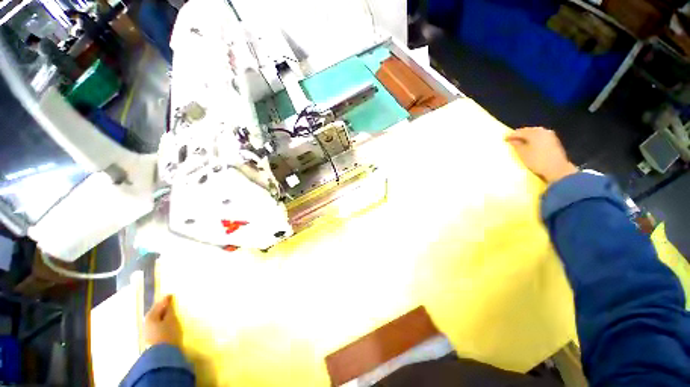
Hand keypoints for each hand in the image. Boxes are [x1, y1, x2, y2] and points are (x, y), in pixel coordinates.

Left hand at [144, 295, 181, 347]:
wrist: (161, 354)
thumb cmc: (167, 334)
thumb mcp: (171, 320)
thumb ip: (169, 310)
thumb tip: (167, 302)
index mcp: (151, 316)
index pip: (158, 304)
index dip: (165, 300)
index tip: (171, 295)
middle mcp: (146, 322)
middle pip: (155, 312)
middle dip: (162, 308)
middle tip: (170, 303)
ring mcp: (147, 331)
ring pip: (155, 319)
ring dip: (161, 315)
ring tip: (168, 313)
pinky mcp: (150, 338)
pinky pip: (155, 325)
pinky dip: (160, 322)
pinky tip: (165, 323)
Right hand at [505, 127, 577, 183]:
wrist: (557, 169)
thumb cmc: (537, 160)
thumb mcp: (522, 153)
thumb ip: (516, 145)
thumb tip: (512, 140)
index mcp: (534, 132)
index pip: (519, 132)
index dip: (510, 135)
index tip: (504, 139)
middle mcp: (543, 131)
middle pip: (528, 131)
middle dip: (519, 135)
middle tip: (511, 139)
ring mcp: (550, 135)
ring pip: (535, 133)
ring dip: (527, 137)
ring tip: (520, 142)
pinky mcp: (553, 141)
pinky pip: (540, 137)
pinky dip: (533, 139)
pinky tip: (530, 144)